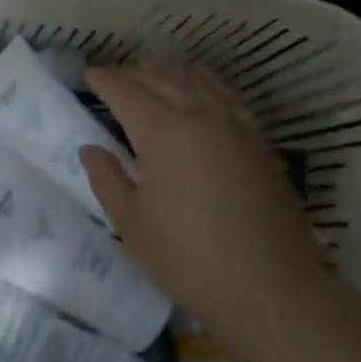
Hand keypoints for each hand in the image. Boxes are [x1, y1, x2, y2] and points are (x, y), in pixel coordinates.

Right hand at [80, 57, 326, 317]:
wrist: (272, 289)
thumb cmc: (189, 258)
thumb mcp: (131, 223)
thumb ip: (106, 178)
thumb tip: (90, 148)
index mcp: (162, 130)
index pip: (125, 89)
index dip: (103, 80)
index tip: (88, 76)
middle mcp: (199, 113)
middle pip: (160, 75)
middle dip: (132, 72)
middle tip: (113, 80)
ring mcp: (235, 123)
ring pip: (196, 77)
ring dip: (168, 72)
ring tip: (151, 78)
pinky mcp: (259, 139)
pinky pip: (225, 93)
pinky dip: (202, 84)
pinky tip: (197, 95)